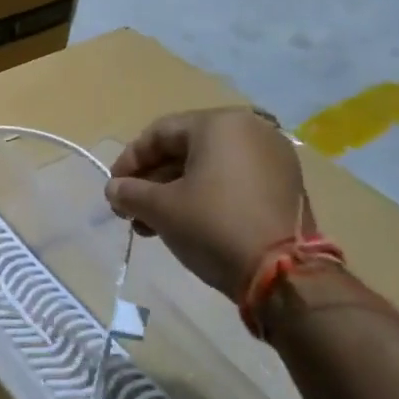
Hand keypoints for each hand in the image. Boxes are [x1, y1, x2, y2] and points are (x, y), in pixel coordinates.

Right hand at [105, 107, 312, 298]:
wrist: (285, 274)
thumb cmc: (214, 226)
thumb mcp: (162, 209)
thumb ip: (130, 192)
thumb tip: (114, 189)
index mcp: (220, 124)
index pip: (160, 133)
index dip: (130, 160)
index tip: (114, 188)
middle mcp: (251, 130)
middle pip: (185, 149)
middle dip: (152, 181)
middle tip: (131, 210)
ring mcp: (273, 158)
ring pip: (209, 167)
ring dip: (174, 192)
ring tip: (151, 225)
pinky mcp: (285, 185)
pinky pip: (233, 180)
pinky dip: (205, 196)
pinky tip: (185, 224)